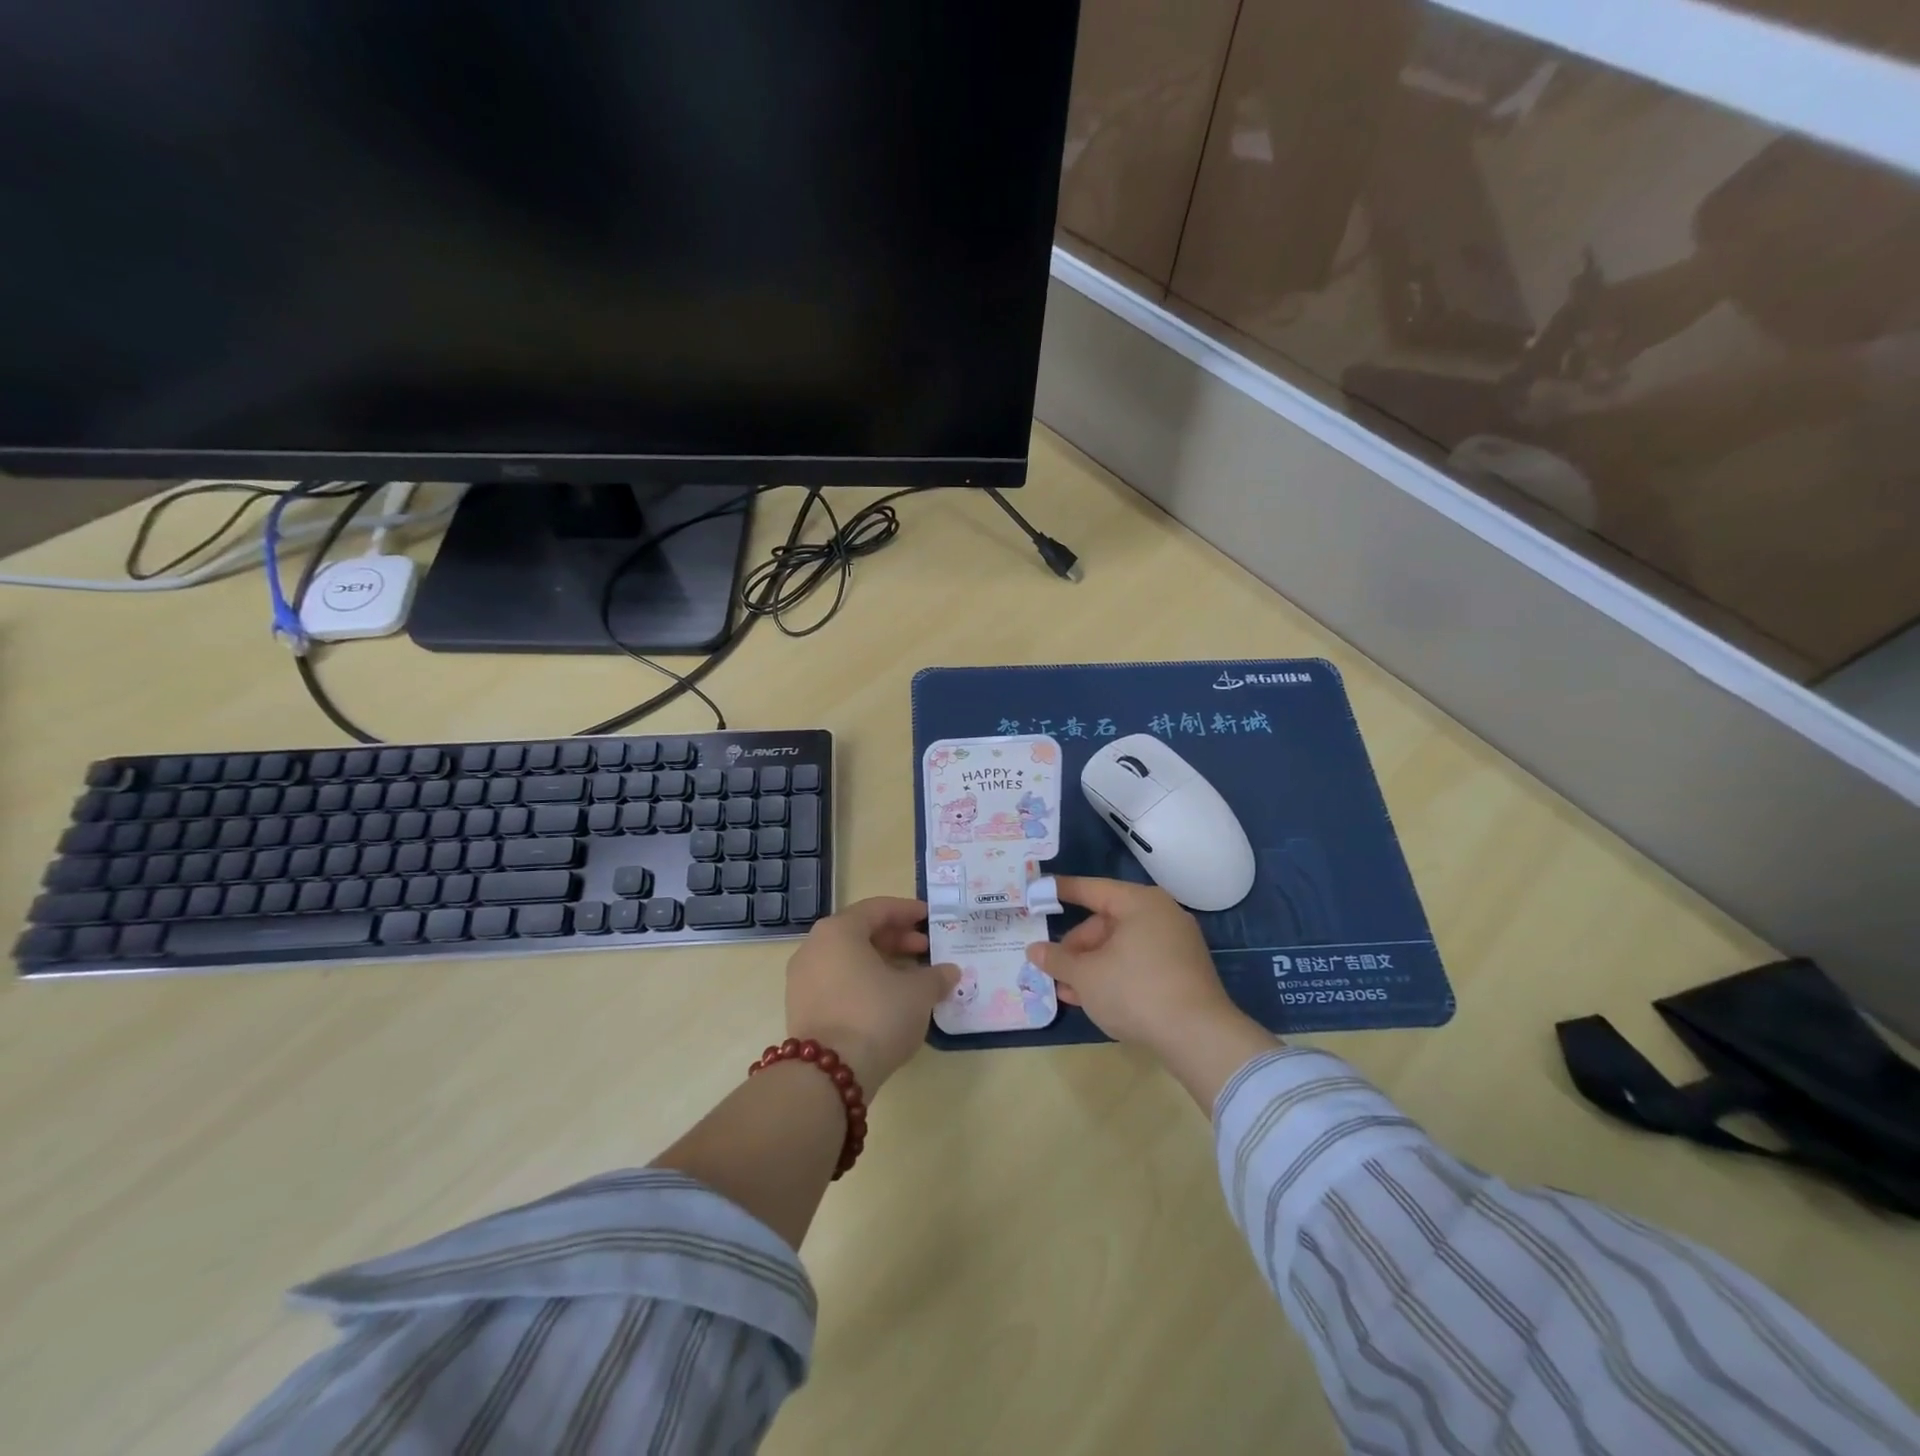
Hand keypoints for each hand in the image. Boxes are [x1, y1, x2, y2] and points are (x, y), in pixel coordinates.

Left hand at [785, 897, 956, 1093]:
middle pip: (860, 932)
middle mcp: (814, 947)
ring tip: (911, 976)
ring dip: (881, 962)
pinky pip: (837, 981)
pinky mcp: (801, 1008)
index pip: (877, 909)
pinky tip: (888, 999)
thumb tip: (950, 971)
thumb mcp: (917, 993)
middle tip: (925, 949)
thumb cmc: (876, 1016)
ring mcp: (802, 979)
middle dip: (896, 938)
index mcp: (839, 931)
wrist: (828, 1076)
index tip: (929, 917)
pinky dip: (863, 982)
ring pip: (848, 959)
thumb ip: (936, 976)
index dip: (907, 911)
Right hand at [1025, 876, 1239, 1056]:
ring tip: (1068, 991)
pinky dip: (1116, 975)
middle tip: (1054, 968)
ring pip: (1122, 947)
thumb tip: (1034, 950)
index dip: (1063, 891)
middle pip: (1107, 922)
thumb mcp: (1086, 976)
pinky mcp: (1184, 972)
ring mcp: (1177, 944)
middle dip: (1077, 947)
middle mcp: (1161, 915)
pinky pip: (1140, 963)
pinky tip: (1095, 999)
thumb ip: (1057, 960)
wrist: (1199, 1037)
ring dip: (1092, 966)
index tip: (1039, 892)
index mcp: (1140, 903)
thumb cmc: (1135, 991)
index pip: (1093, 889)